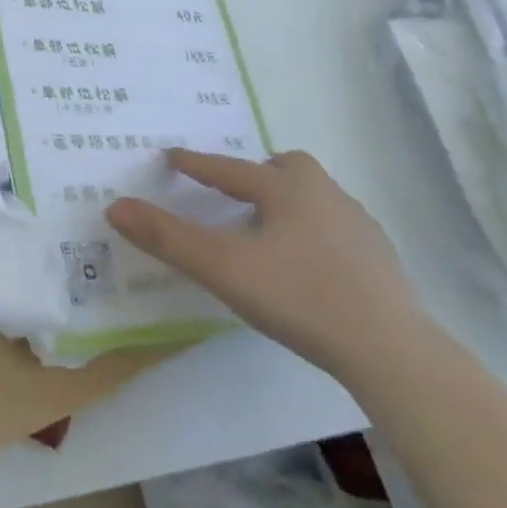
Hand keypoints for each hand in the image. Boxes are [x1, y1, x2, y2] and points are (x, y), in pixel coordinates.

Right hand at [105, 149, 428, 383]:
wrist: (391, 350)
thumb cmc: (299, 296)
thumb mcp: (221, 267)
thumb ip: (166, 237)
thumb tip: (115, 206)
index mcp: (286, 189)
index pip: (229, 168)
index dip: (196, 164)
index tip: (173, 157)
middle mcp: (325, 195)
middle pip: (288, 168)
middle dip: (258, 172)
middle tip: (236, 191)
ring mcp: (359, 226)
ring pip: (315, 196)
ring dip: (288, 201)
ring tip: (268, 228)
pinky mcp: (381, 259)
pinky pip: (336, 227)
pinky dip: (313, 231)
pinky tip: (308, 263)